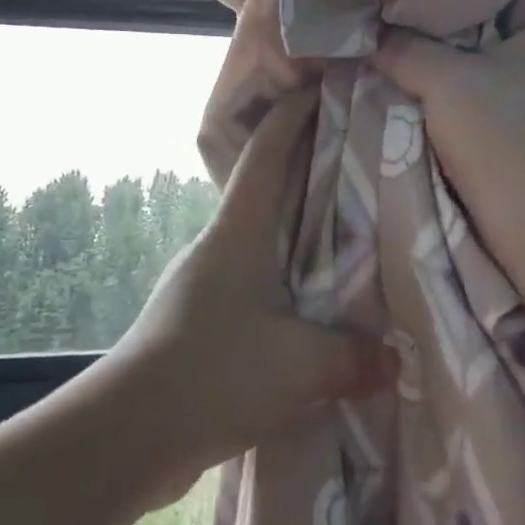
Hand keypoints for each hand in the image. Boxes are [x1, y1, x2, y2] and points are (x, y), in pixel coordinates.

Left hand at [94, 88, 396, 501]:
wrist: (128, 434)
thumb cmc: (214, 373)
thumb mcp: (300, 365)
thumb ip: (355, 358)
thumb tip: (395, 361)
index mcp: (237, 233)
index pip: (266, 155)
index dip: (291, 118)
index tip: (320, 90)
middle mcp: (217, 248)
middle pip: (266, 193)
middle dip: (305, 172)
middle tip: (354, 163)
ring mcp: (203, 285)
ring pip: (261, 244)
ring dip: (296, 236)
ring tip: (346, 241)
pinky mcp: (199, 324)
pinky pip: (254, 289)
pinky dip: (286, 286)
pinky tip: (313, 313)